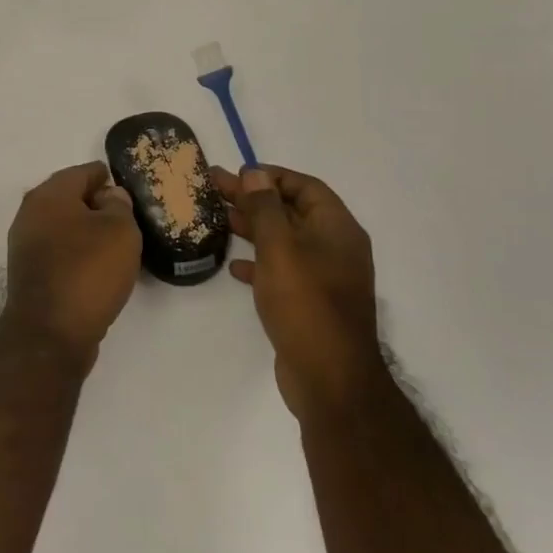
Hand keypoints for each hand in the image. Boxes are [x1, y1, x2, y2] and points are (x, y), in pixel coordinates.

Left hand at [1, 162, 143, 371]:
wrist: (49, 333)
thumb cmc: (88, 272)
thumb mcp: (119, 231)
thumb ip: (118, 205)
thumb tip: (108, 197)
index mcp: (49, 195)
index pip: (82, 172)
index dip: (107, 176)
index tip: (128, 186)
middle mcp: (30, 214)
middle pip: (69, 198)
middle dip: (96, 203)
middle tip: (127, 215)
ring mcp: (26, 245)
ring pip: (63, 226)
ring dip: (87, 230)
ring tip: (117, 242)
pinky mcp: (29, 273)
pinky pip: (59, 251)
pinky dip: (77, 252)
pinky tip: (98, 266)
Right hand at [211, 164, 378, 417]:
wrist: (330, 378)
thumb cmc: (305, 303)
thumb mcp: (280, 248)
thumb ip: (265, 208)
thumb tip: (255, 174)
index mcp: (337, 229)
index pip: (305, 187)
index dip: (272, 176)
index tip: (237, 174)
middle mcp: (336, 248)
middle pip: (292, 211)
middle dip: (255, 199)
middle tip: (215, 189)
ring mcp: (325, 277)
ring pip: (285, 240)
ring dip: (254, 228)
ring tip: (219, 219)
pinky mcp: (311, 303)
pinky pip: (283, 270)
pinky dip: (260, 262)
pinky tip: (235, 266)